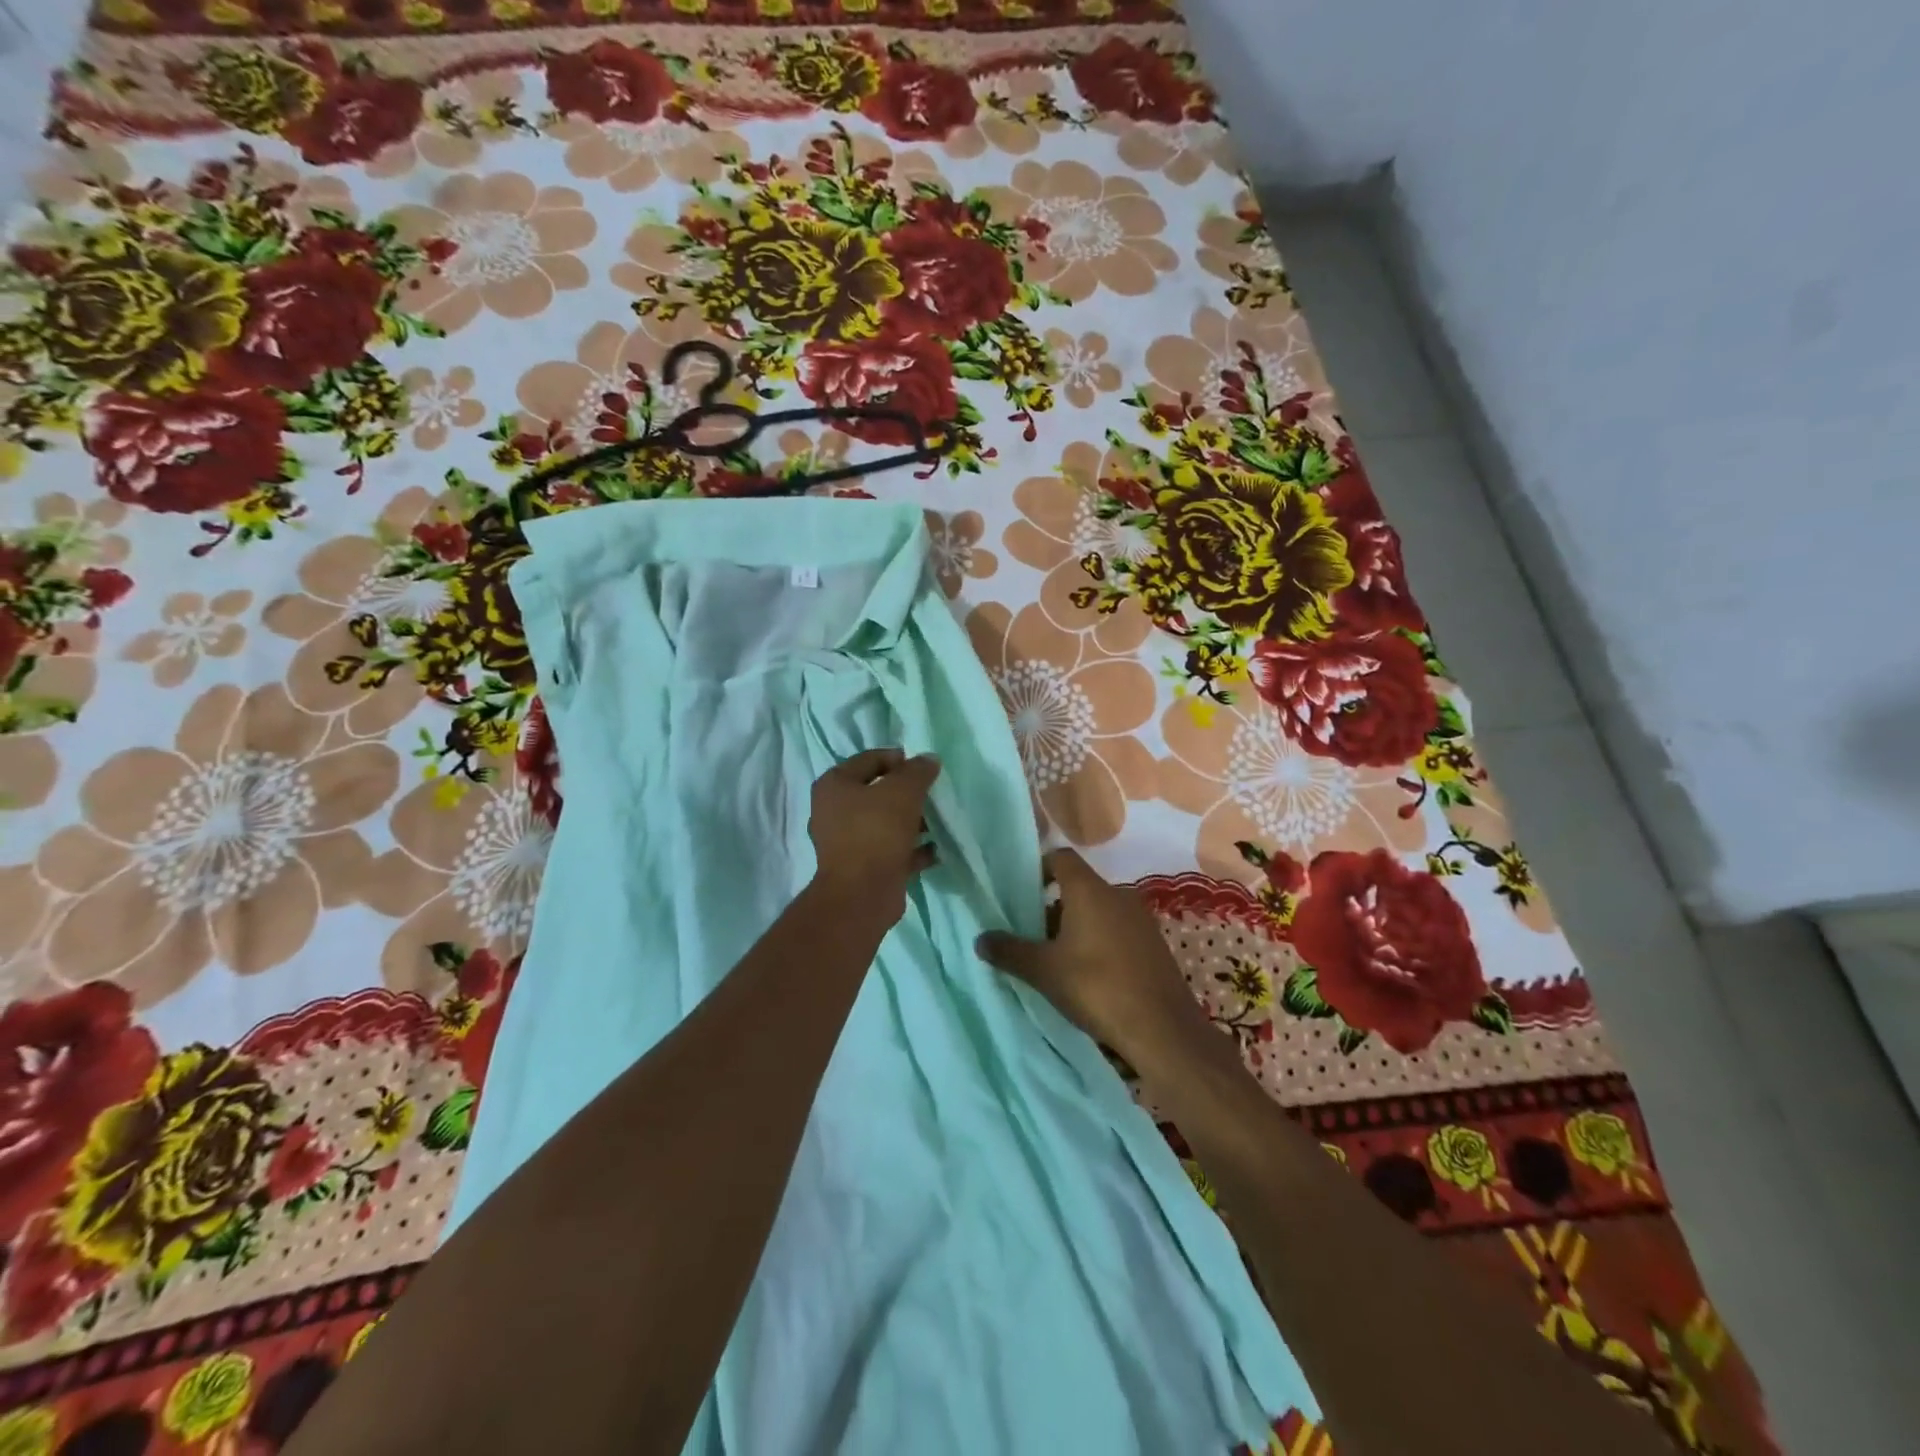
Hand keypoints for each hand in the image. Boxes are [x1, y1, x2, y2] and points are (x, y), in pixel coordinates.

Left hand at [807, 749, 940, 925]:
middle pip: (876, 793)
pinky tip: (935, 850)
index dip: (899, 759)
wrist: (862, 893)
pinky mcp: (861, 867)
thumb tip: (929, 759)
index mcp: (834, 785)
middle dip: (906, 793)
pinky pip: (890, 850)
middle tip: (932, 794)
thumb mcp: (903, 791)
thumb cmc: (877, 831)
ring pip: (884, 823)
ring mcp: (846, 842)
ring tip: (937, 822)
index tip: (925, 767)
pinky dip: (911, 849)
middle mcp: (833, 811)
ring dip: (911, 822)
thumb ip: (917, 771)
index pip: (870, 759)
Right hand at [976, 849, 1213, 1070]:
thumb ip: (1009, 951)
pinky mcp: (1154, 944)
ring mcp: (1140, 919)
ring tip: (1054, 958)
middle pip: (1077, 886)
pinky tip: (1087, 974)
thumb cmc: (1097, 988)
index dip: (1037, 868)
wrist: (1163, 1030)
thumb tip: (980, 939)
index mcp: (1090, 890)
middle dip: (1051, 906)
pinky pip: (1117, 930)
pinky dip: (1098, 941)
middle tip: (1029, 934)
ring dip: (1074, 926)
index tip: (1019, 893)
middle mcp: (1118, 894)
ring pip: (1098, 910)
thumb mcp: (1044, 971)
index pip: (1060, 858)